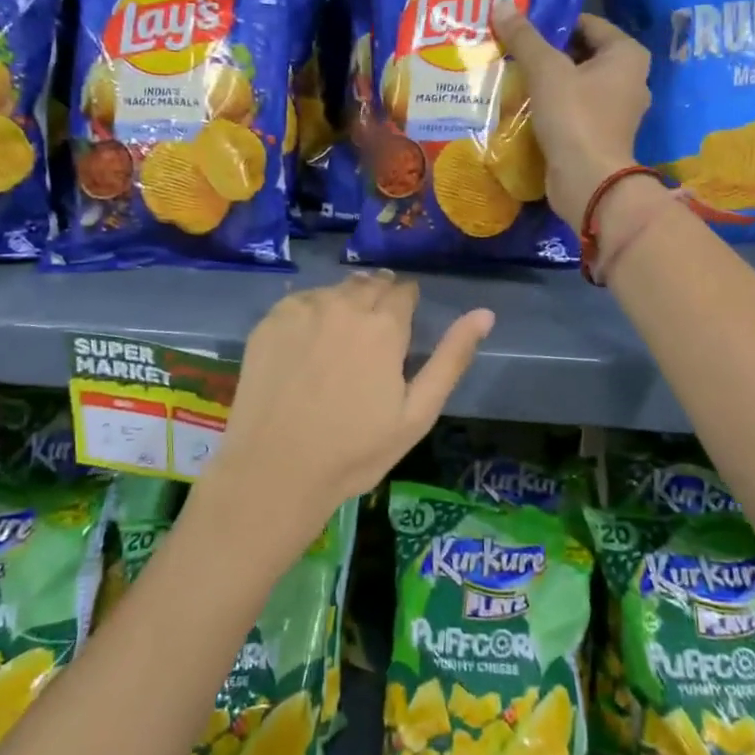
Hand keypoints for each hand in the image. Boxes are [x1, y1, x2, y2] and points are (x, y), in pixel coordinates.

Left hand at [192, 272, 492, 560]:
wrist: (275, 471)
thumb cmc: (355, 451)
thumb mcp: (417, 413)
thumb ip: (452, 358)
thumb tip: (485, 314)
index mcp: (384, 326)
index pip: (404, 290)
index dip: (407, 304)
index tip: (402, 327)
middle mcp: (344, 305)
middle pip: (370, 283)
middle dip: (378, 299)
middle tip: (373, 335)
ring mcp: (302, 310)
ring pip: (334, 289)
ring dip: (345, 303)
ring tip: (340, 340)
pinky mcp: (269, 321)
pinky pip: (300, 301)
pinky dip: (311, 312)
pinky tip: (307, 344)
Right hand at [491, 0, 651, 227]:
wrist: (588, 182)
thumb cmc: (575, 117)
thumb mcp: (546, 70)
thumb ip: (524, 36)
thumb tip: (501, 2)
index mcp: (628, 54)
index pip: (586, 23)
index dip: (552, 22)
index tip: (519, 26)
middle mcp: (630, 78)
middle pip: (580, 53)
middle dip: (546, 52)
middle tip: (510, 48)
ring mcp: (617, 110)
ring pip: (575, 83)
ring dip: (547, 80)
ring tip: (511, 74)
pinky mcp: (601, 135)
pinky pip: (574, 109)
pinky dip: (552, 105)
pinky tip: (523, 104)